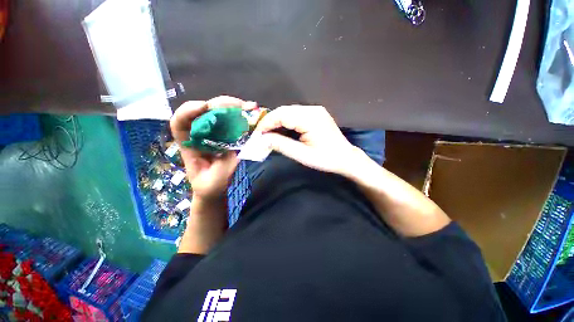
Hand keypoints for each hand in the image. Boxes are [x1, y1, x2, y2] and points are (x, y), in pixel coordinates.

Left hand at [171, 96, 255, 200]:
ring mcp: (213, 134)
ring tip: (249, 107)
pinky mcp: (225, 135)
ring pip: (218, 114)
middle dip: (219, 104)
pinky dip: (241, 116)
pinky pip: (230, 122)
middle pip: (203, 112)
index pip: (179, 123)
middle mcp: (199, 135)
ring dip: (233, 107)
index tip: (205, 107)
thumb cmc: (210, 186)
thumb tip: (238, 146)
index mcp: (189, 146)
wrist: (215, 189)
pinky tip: (251, 113)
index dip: (187, 112)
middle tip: (239, 105)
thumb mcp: (215, 181)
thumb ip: (224, 165)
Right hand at [255, 105, 365, 175]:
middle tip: (261, 135)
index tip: (257, 134)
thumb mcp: (302, 155)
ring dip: (277, 122)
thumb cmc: (326, 159)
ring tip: (268, 134)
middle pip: (284, 111)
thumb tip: (263, 139)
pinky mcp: (316, 114)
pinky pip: (296, 115)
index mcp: (310, 118)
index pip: (282, 115)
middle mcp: (313, 110)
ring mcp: (315, 110)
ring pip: (289, 112)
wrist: (346, 158)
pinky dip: (285, 122)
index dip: (266, 123)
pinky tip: (281, 130)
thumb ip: (281, 145)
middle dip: (270, 122)